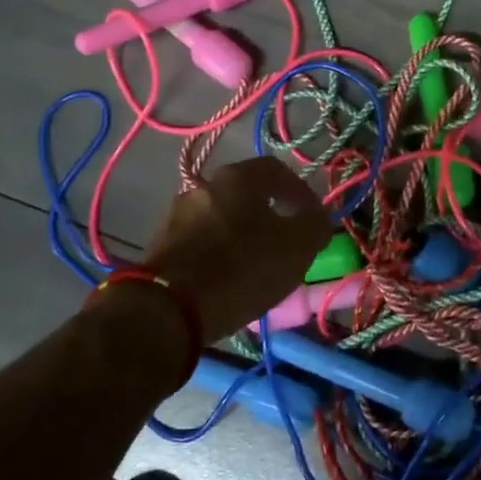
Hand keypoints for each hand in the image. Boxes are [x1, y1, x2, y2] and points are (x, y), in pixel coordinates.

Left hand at [142, 157, 331, 339]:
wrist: (167, 309)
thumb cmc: (241, 269)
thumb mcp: (296, 249)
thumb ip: (315, 226)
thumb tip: (318, 216)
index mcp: (238, 177)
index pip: (278, 170)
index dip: (301, 192)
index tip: (313, 218)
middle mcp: (204, 185)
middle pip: (247, 193)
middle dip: (271, 213)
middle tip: (286, 242)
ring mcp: (178, 214)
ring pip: (223, 216)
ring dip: (243, 233)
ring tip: (257, 264)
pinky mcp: (162, 244)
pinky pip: (202, 240)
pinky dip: (219, 251)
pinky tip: (228, 277)